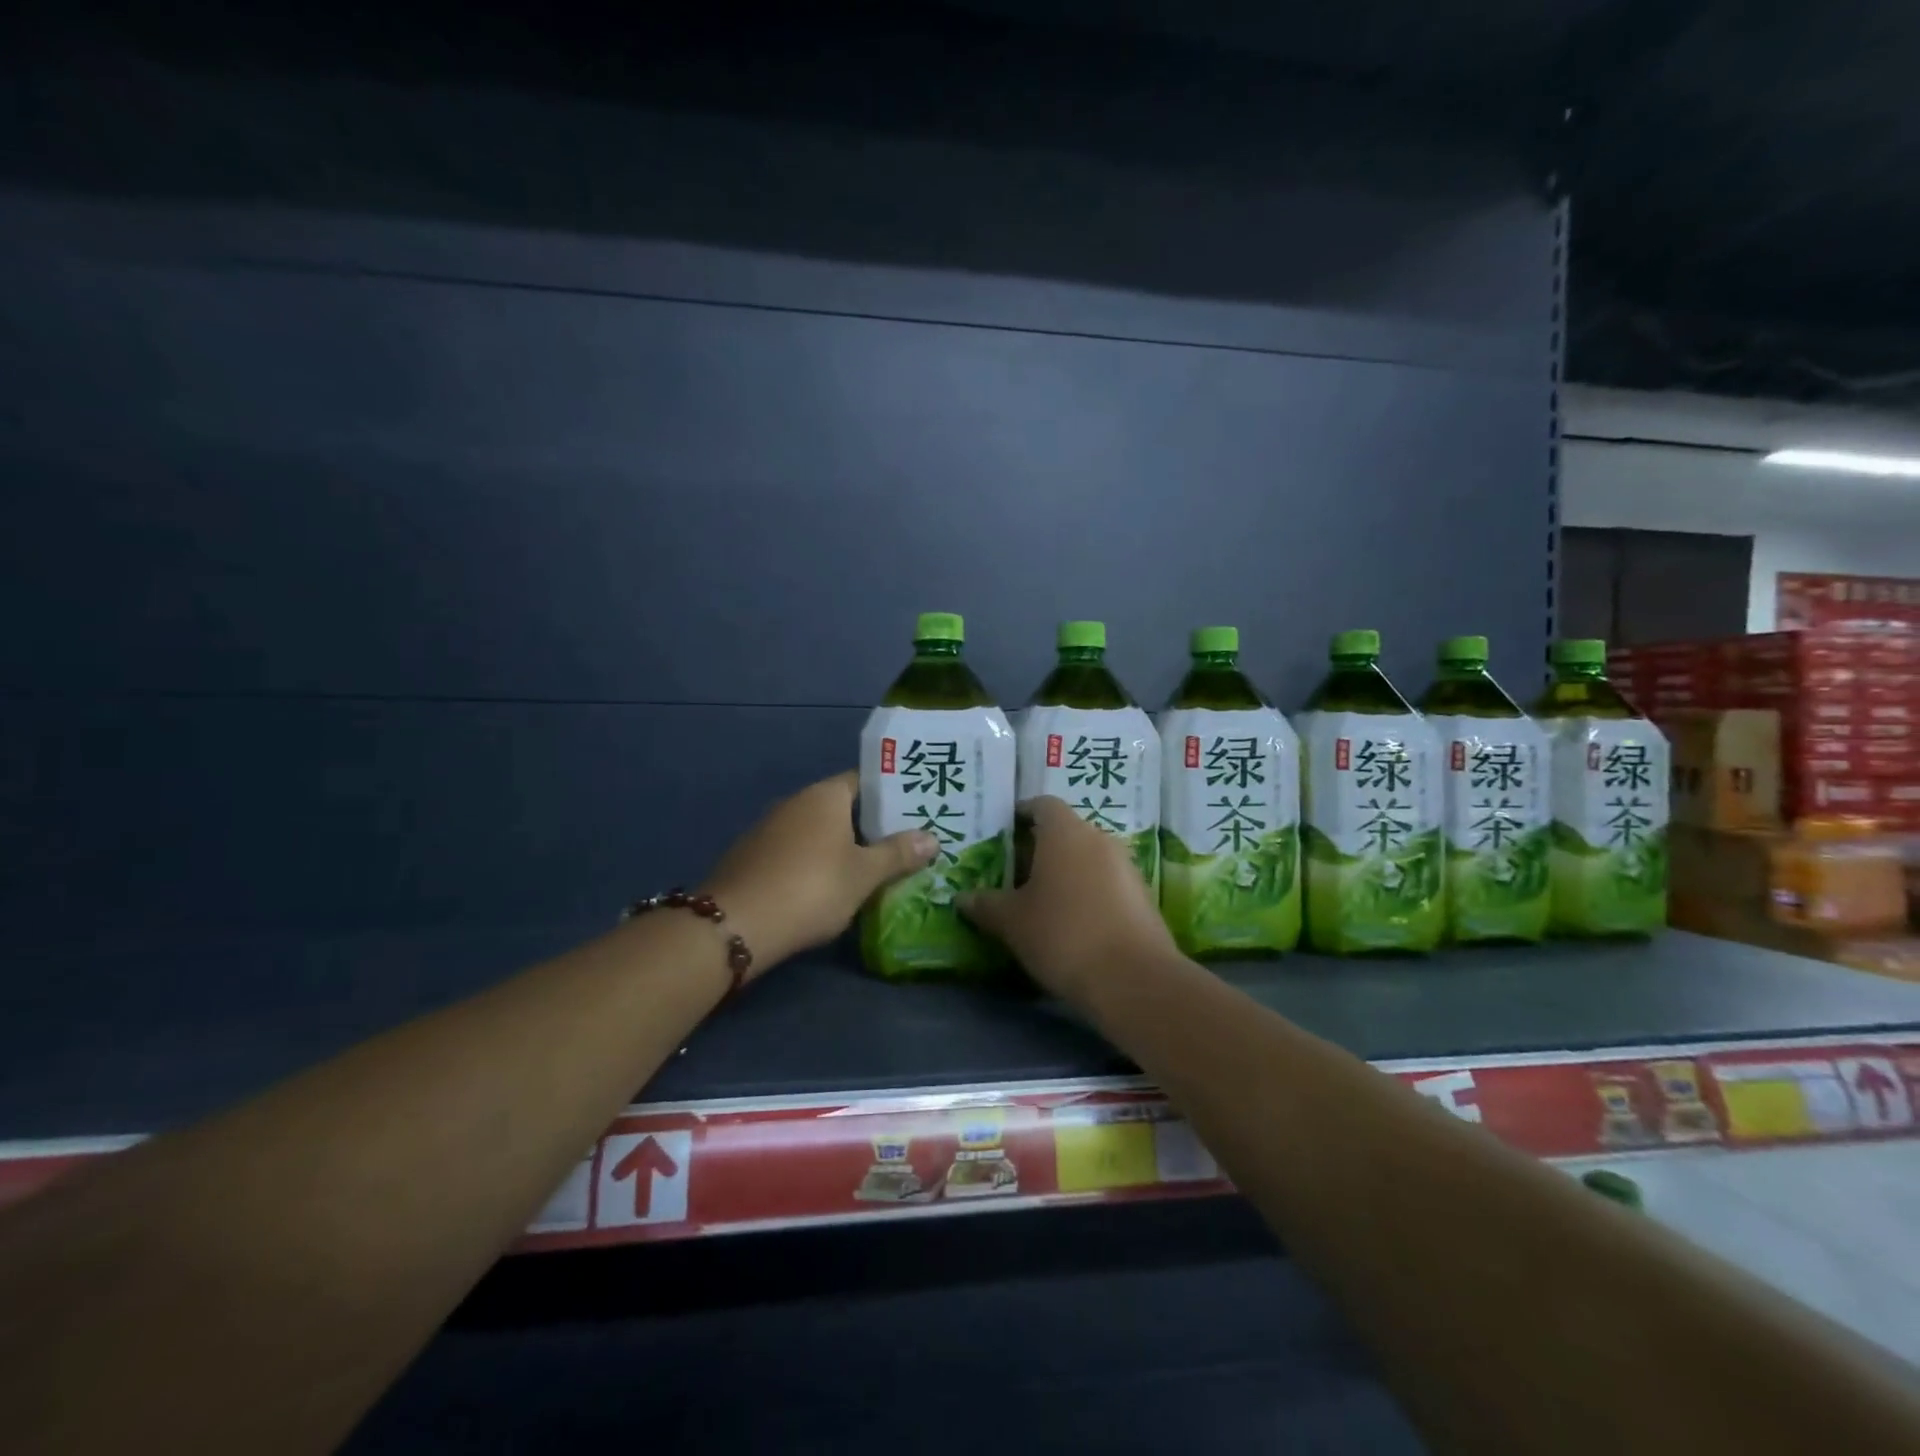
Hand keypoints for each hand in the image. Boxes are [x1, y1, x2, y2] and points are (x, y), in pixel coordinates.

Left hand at [702, 771, 936, 973]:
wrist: (735, 925)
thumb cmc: (811, 888)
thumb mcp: (863, 875)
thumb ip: (897, 854)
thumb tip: (932, 838)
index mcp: (824, 796)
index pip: (865, 781)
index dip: (892, 794)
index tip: (917, 809)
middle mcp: (795, 803)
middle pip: (842, 807)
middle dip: (871, 825)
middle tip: (906, 842)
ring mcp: (769, 830)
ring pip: (819, 832)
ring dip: (844, 846)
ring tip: (876, 867)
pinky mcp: (753, 858)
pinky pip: (797, 852)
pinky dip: (817, 863)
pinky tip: (831, 887)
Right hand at [959, 796, 1176, 1007]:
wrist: (1133, 979)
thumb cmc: (1062, 935)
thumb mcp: (1012, 922)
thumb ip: (986, 905)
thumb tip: (963, 898)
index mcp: (1065, 832)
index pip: (1042, 804)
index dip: (1021, 814)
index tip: (1003, 834)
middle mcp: (1099, 838)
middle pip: (1065, 831)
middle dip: (1040, 848)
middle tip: (1014, 874)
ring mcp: (1126, 866)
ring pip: (1088, 857)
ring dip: (1066, 871)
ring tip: (1042, 901)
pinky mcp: (1142, 896)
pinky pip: (1107, 882)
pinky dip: (1088, 892)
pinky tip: (1073, 923)